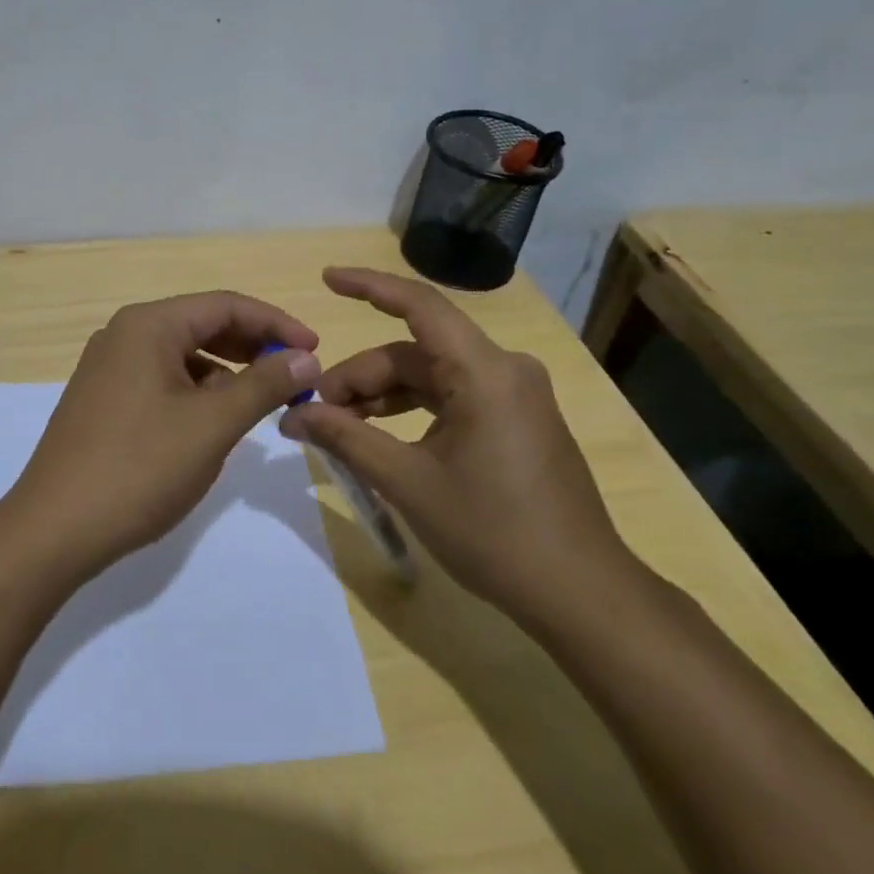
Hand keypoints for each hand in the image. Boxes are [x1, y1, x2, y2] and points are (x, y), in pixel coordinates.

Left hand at [7, 292, 321, 575]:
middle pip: (203, 325)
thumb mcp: (212, 424)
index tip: (316, 351)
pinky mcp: (103, 400)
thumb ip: (263, 384)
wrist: (54, 530)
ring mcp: (108, 368)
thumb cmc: (139, 468)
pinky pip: (162, 380)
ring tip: (260, 402)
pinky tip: (214, 422)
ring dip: (226, 372)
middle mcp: (124, 335)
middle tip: (295, 376)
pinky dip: (196, 392)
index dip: (276, 324)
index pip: (225, 305)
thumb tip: (306, 356)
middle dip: (253, 348)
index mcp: (148, 325)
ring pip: (183, 356)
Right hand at [277, 267, 632, 630]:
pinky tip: (381, 436)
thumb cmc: (492, 532)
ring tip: (340, 426)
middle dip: (361, 376)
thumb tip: (293, 415)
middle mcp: (504, 369)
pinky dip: (412, 409)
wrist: (580, 594)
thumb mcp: (407, 482)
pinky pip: (452, 396)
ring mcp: (514, 395)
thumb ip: (347, 438)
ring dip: (383, 395)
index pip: (419, 305)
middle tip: (316, 412)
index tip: (327, 280)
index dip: (368, 286)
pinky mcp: (517, 420)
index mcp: (484, 372)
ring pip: (431, 376)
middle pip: (415, 352)